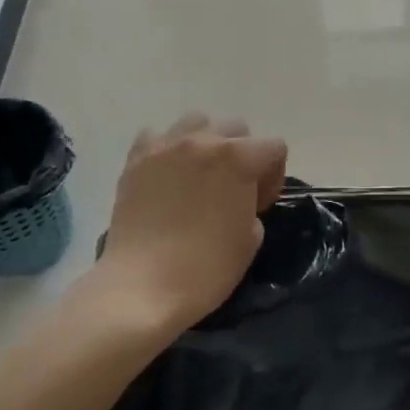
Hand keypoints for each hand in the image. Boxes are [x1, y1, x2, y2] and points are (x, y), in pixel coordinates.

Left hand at [99, 114, 287, 329]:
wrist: (142, 287)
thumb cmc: (206, 269)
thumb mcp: (251, 239)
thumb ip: (251, 205)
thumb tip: (238, 198)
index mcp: (238, 158)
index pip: (274, 147)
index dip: (273, 177)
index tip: (259, 205)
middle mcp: (203, 141)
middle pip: (236, 128)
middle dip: (241, 154)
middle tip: (231, 190)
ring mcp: (166, 147)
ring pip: (196, 122)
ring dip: (205, 143)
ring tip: (197, 175)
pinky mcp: (135, 160)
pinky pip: (156, 137)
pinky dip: (166, 150)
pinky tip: (165, 177)